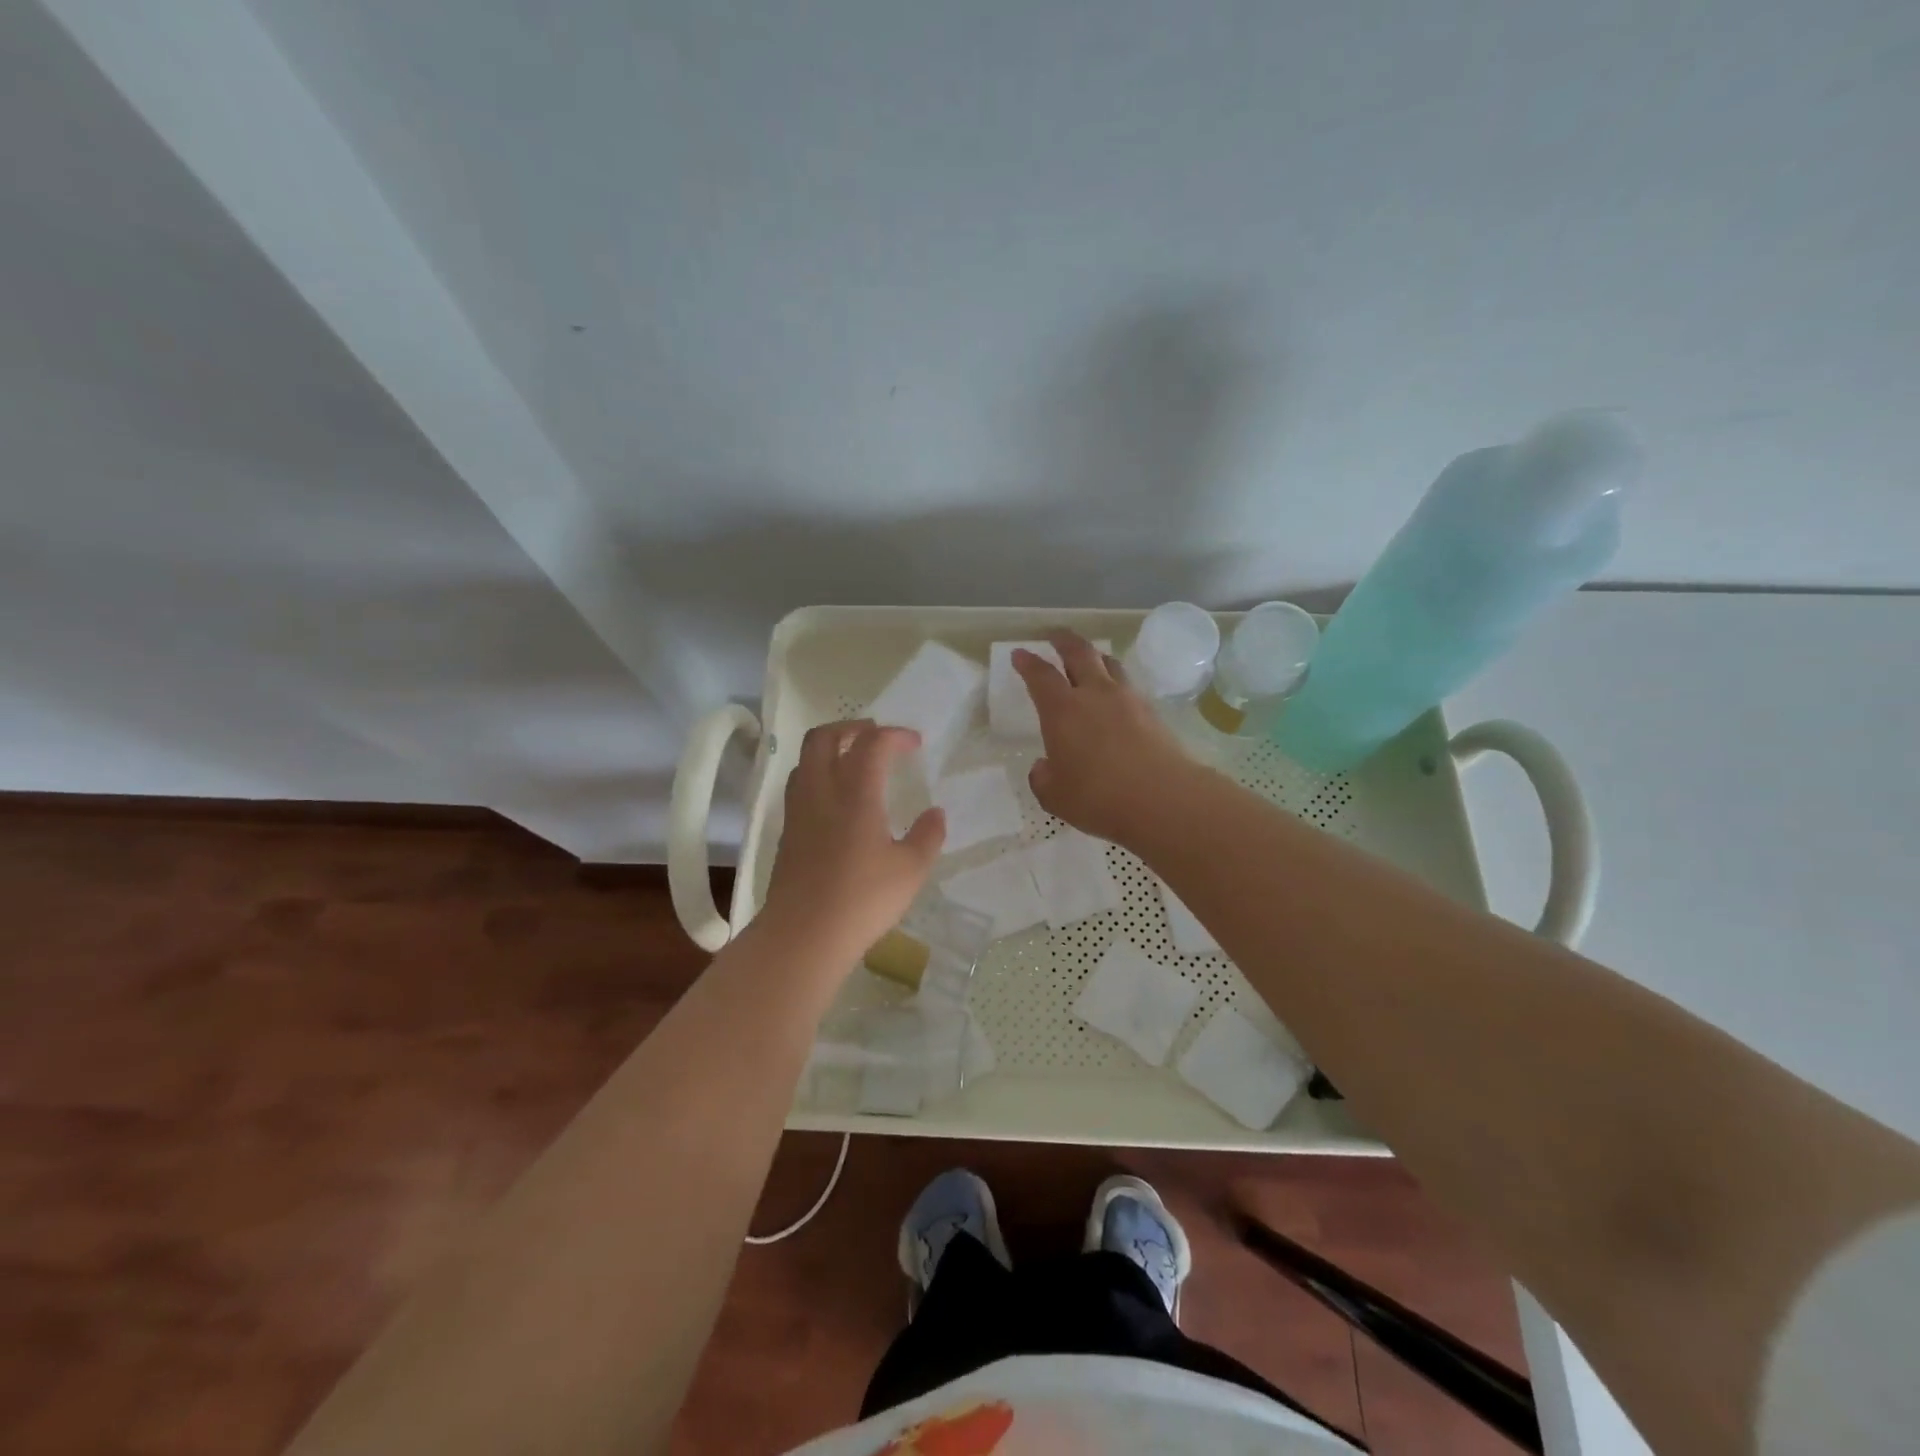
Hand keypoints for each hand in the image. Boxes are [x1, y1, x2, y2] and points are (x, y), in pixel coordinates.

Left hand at [758, 720, 945, 961]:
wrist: (803, 935)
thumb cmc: (863, 899)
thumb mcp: (911, 870)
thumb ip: (927, 836)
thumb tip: (936, 813)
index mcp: (855, 792)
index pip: (872, 743)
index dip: (895, 735)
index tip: (915, 743)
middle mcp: (821, 791)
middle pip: (824, 736)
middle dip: (851, 727)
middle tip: (876, 736)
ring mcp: (798, 810)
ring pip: (806, 759)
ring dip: (830, 748)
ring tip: (854, 761)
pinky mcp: (787, 832)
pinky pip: (799, 785)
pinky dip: (819, 775)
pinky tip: (836, 800)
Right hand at [1013, 632, 1198, 845]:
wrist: (1163, 798)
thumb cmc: (1099, 797)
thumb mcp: (1055, 796)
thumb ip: (1043, 778)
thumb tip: (1043, 767)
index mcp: (1062, 710)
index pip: (1040, 676)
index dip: (1027, 663)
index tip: (1019, 654)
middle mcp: (1094, 694)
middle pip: (1079, 652)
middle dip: (1063, 640)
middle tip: (1054, 635)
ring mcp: (1127, 699)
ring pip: (1109, 663)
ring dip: (1095, 656)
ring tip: (1089, 659)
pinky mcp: (1152, 712)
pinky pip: (1129, 686)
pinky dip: (1116, 683)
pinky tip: (1115, 696)